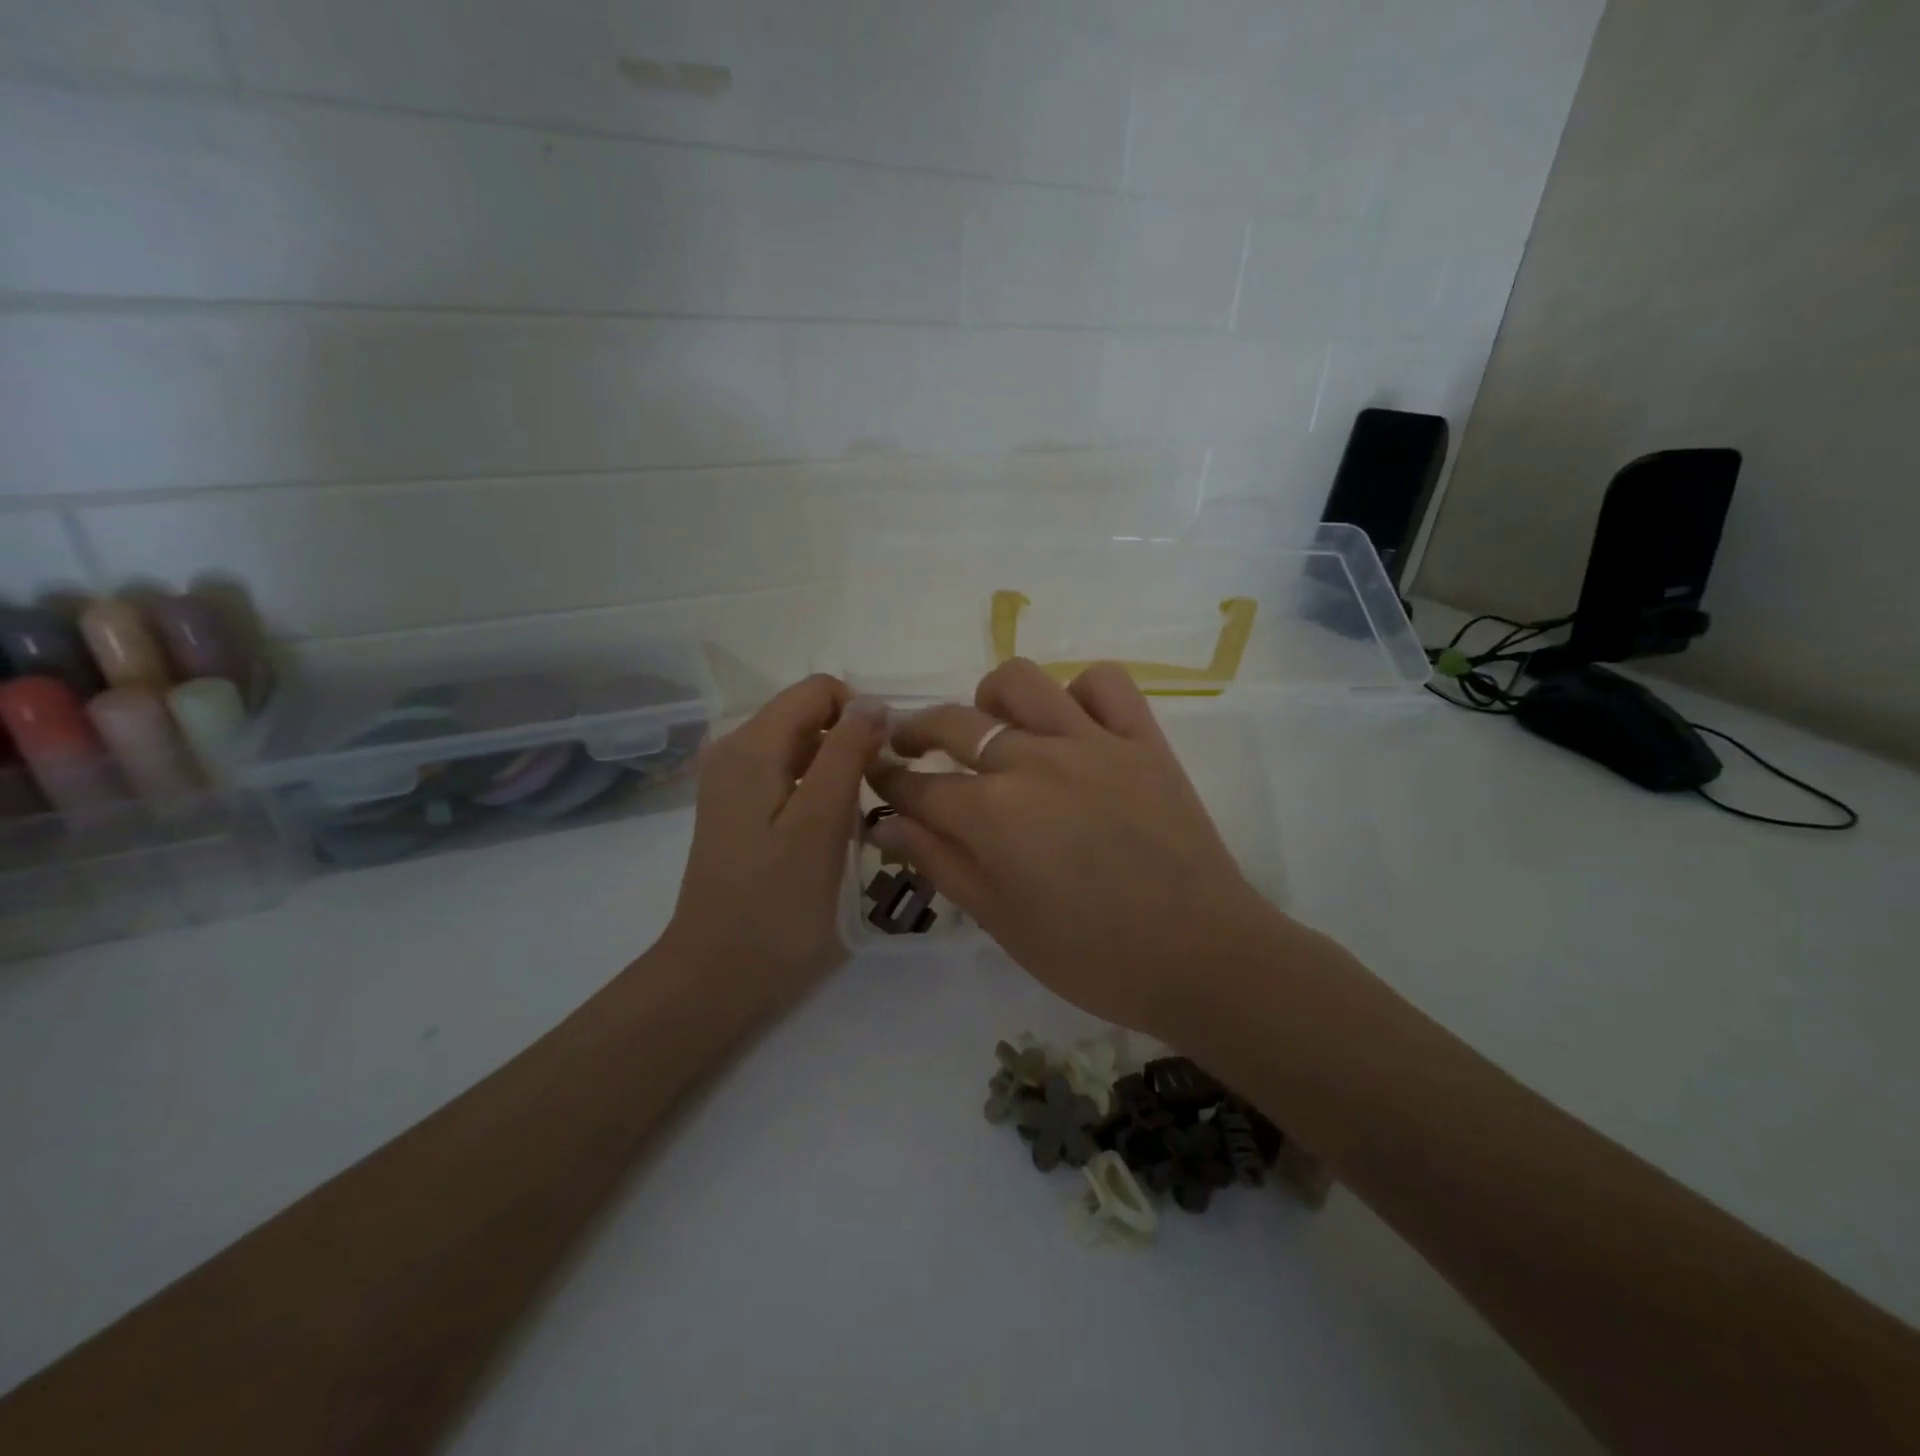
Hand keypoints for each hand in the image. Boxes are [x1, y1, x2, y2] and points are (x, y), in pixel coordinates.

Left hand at [663, 675, 885, 997]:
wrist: (718, 975)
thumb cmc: (776, 903)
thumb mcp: (820, 824)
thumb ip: (847, 754)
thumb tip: (873, 702)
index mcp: (751, 746)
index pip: (817, 691)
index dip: (860, 714)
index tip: (885, 760)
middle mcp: (735, 750)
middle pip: (808, 716)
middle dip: (850, 742)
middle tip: (875, 795)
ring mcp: (733, 781)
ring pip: (802, 747)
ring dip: (838, 768)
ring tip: (857, 816)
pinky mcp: (738, 808)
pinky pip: (789, 775)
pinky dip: (818, 789)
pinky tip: (831, 829)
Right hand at [866, 659, 1282, 1036]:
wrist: (1200, 957)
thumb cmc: (1091, 956)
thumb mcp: (1001, 921)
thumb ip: (941, 862)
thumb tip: (888, 822)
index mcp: (992, 815)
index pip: (918, 786)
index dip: (888, 780)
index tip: (877, 776)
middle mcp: (1033, 761)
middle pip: (954, 722)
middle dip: (916, 731)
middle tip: (911, 748)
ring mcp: (1091, 742)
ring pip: (1020, 681)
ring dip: (990, 699)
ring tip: (994, 728)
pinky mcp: (1141, 739)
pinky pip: (1104, 682)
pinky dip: (1078, 692)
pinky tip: (1071, 723)